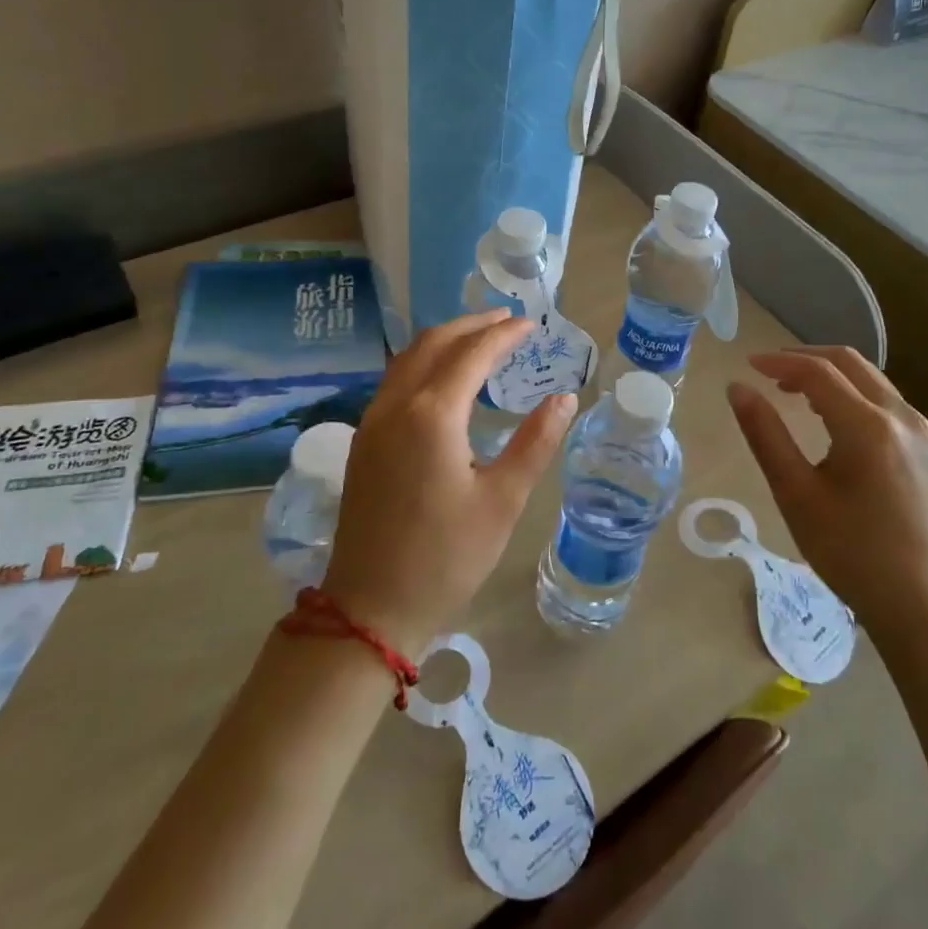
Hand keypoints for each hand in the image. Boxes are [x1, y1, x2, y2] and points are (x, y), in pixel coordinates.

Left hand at [322, 310, 576, 655]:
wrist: (370, 608)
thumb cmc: (446, 557)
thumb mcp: (503, 501)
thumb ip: (535, 442)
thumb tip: (564, 399)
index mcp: (432, 415)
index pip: (472, 354)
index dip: (504, 334)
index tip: (532, 324)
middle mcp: (395, 406)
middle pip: (433, 344)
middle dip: (471, 325)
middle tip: (507, 320)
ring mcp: (372, 422)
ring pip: (407, 359)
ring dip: (444, 340)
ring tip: (478, 338)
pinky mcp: (362, 442)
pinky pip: (394, 381)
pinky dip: (423, 363)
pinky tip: (442, 378)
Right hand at [726, 347, 927, 646]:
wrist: (922, 604)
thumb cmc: (850, 552)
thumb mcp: (796, 494)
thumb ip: (765, 435)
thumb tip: (738, 388)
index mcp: (868, 427)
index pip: (818, 372)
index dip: (779, 362)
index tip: (748, 365)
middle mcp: (902, 418)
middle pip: (850, 364)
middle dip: (806, 359)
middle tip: (769, 372)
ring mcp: (923, 433)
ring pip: (872, 381)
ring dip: (831, 376)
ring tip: (794, 393)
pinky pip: (887, 403)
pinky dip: (854, 395)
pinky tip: (834, 421)